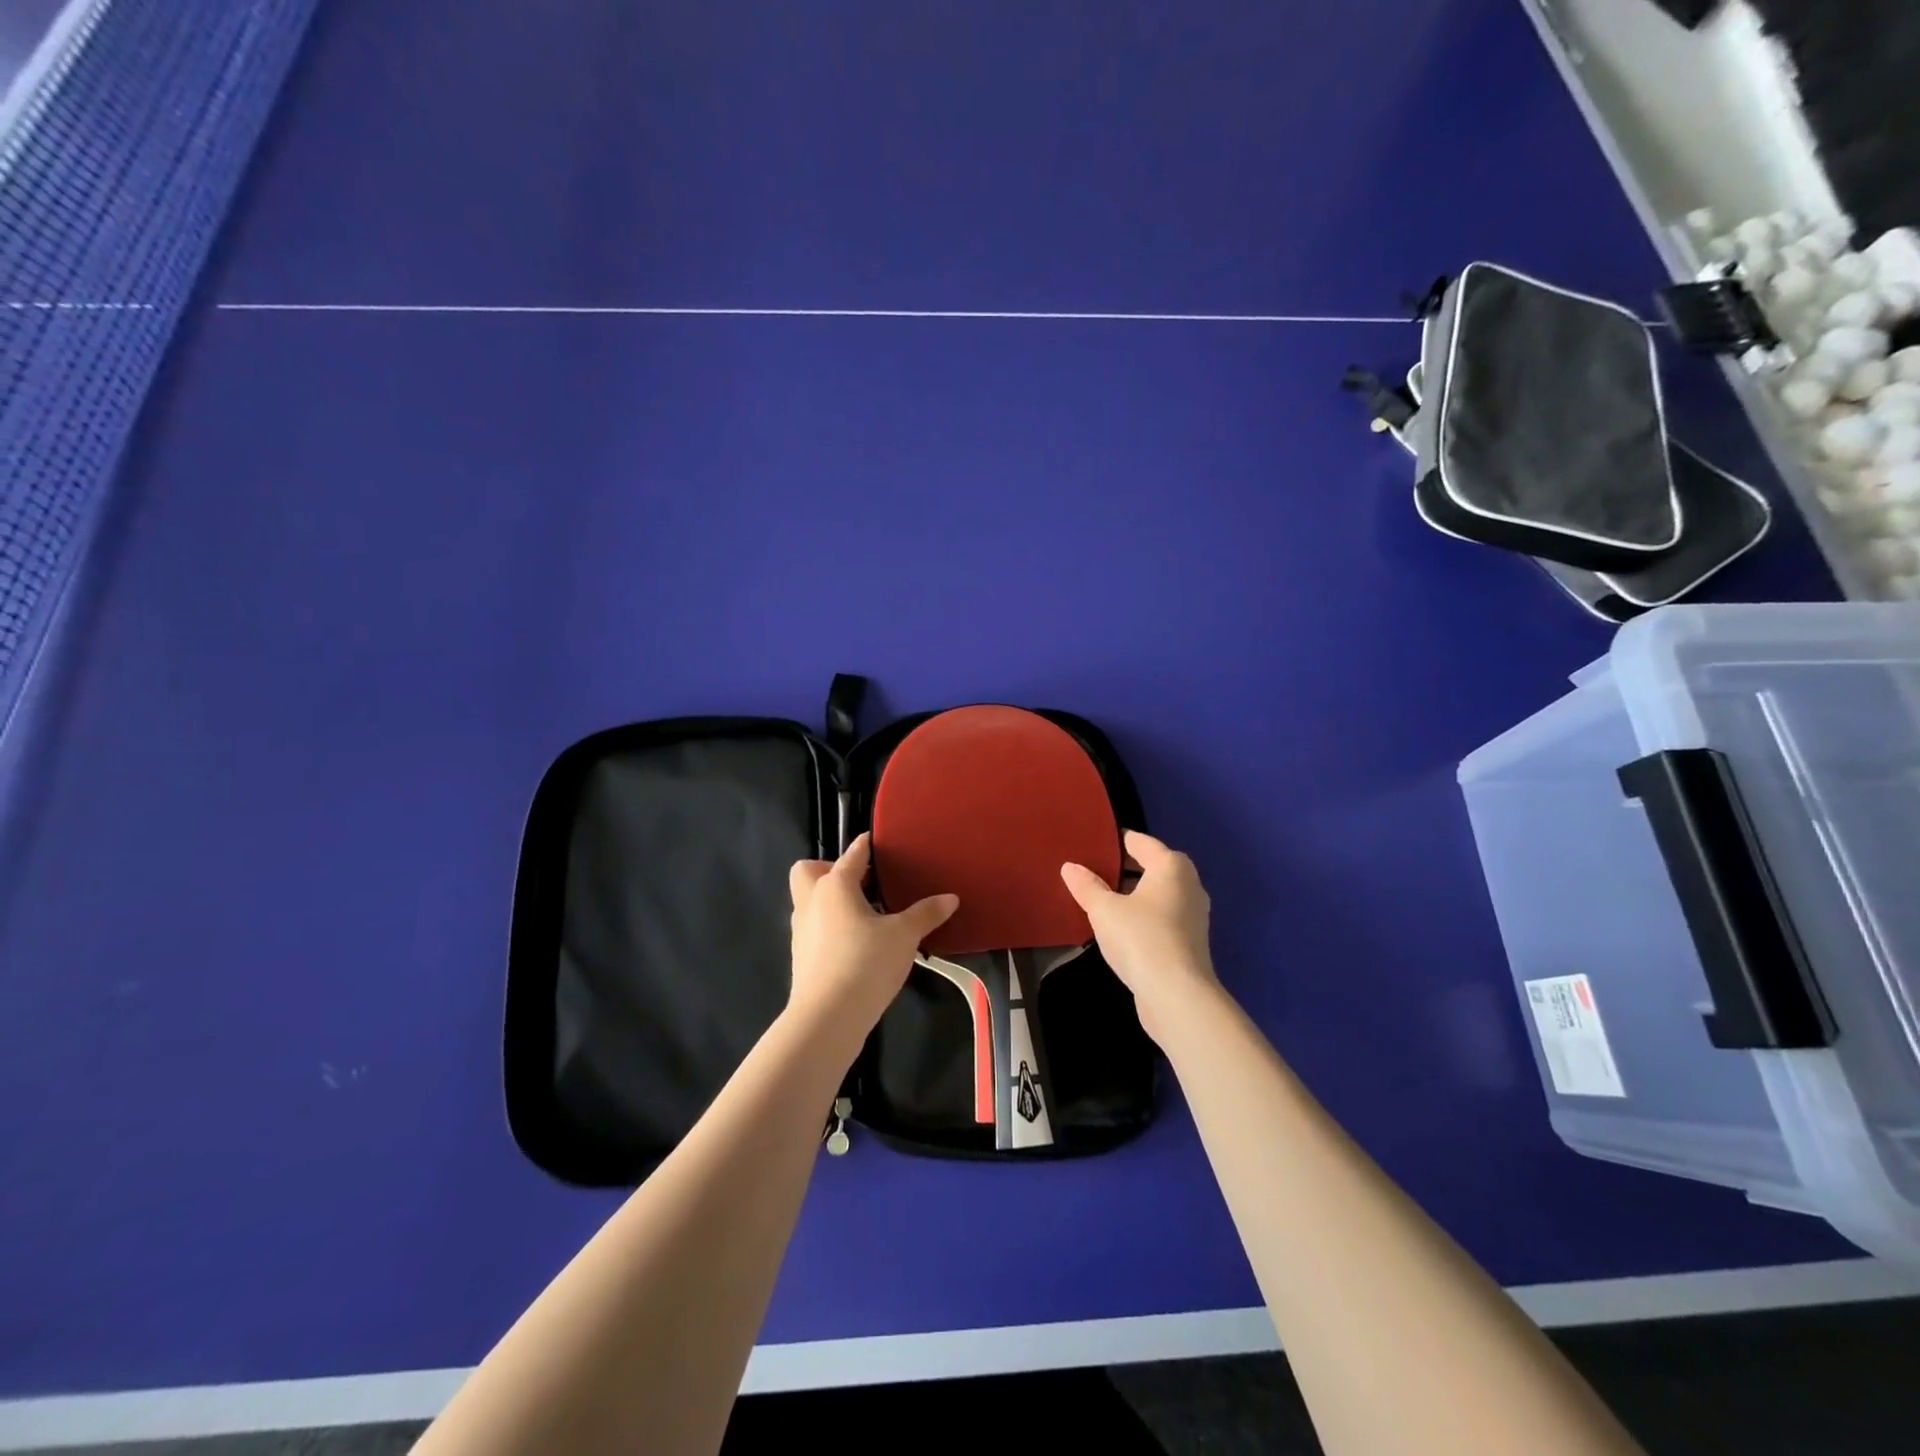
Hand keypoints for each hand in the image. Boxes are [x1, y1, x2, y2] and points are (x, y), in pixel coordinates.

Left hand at [788, 833, 958, 1050]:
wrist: (827, 1018)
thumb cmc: (865, 963)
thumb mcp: (904, 936)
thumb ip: (926, 913)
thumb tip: (951, 898)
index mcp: (835, 885)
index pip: (852, 853)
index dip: (867, 845)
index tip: (879, 843)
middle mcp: (811, 901)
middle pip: (809, 871)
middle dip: (830, 870)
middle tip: (862, 884)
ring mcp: (801, 930)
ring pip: (810, 901)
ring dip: (832, 901)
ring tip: (867, 915)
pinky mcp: (801, 956)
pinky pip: (814, 928)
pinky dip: (831, 927)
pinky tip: (858, 943)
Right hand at [1061, 830, 1219, 1044]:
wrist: (1177, 995)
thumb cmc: (1140, 938)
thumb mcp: (1104, 909)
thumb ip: (1087, 886)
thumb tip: (1070, 867)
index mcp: (1171, 866)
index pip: (1140, 841)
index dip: (1115, 841)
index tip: (1090, 844)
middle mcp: (1188, 884)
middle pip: (1152, 866)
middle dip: (1123, 868)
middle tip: (1090, 870)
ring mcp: (1193, 915)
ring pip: (1157, 894)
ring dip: (1132, 894)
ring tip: (1100, 898)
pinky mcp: (1189, 942)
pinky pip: (1160, 916)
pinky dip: (1142, 915)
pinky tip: (1118, 927)